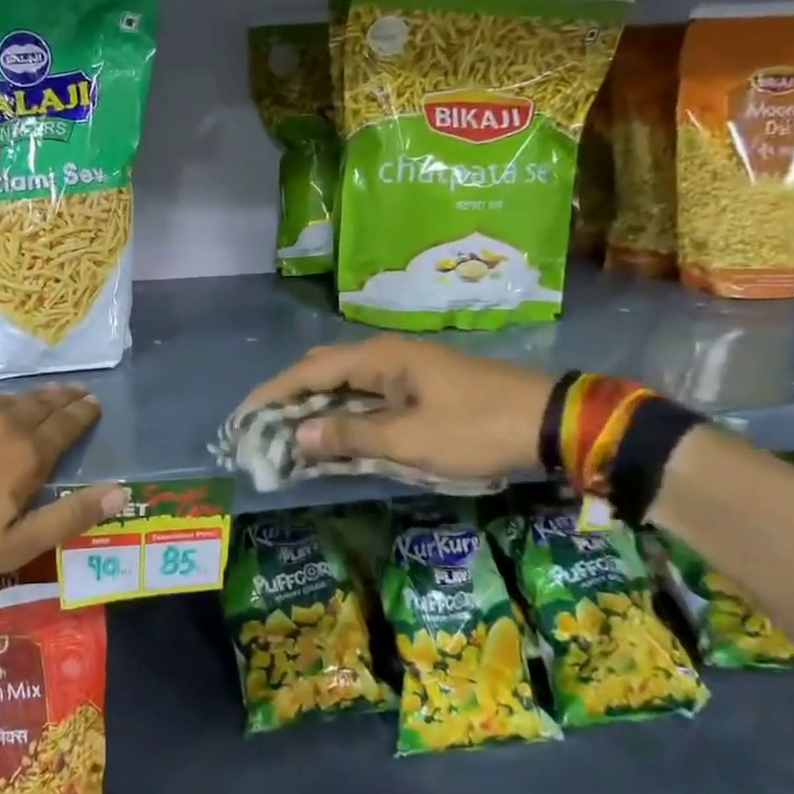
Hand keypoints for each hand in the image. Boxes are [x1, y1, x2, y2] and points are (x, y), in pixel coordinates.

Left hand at [0, 384, 126, 590]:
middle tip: (77, 391)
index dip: (82, 414)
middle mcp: (0, 424)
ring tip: (42, 396)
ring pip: (7, 400)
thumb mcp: (18, 544)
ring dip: (30, 398)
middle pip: (39, 405)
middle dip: (62, 398)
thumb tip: (121, 491)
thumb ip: (70, 516)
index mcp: (26, 453)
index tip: (94, 403)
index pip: (64, 425)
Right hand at [242, 337, 553, 480]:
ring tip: (290, 431)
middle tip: (263, 426)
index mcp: (378, 358)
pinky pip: (367, 392)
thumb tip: (297, 436)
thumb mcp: (410, 439)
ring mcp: (404, 367)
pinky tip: (337, 430)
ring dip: (316, 405)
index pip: (309, 371)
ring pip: (345, 381)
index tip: (243, 415)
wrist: (549, 419)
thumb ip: (351, 436)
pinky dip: (343, 410)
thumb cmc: (476, 428)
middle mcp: (385, 354)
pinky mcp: (420, 383)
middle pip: (322, 369)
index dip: (273, 392)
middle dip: (289, 396)